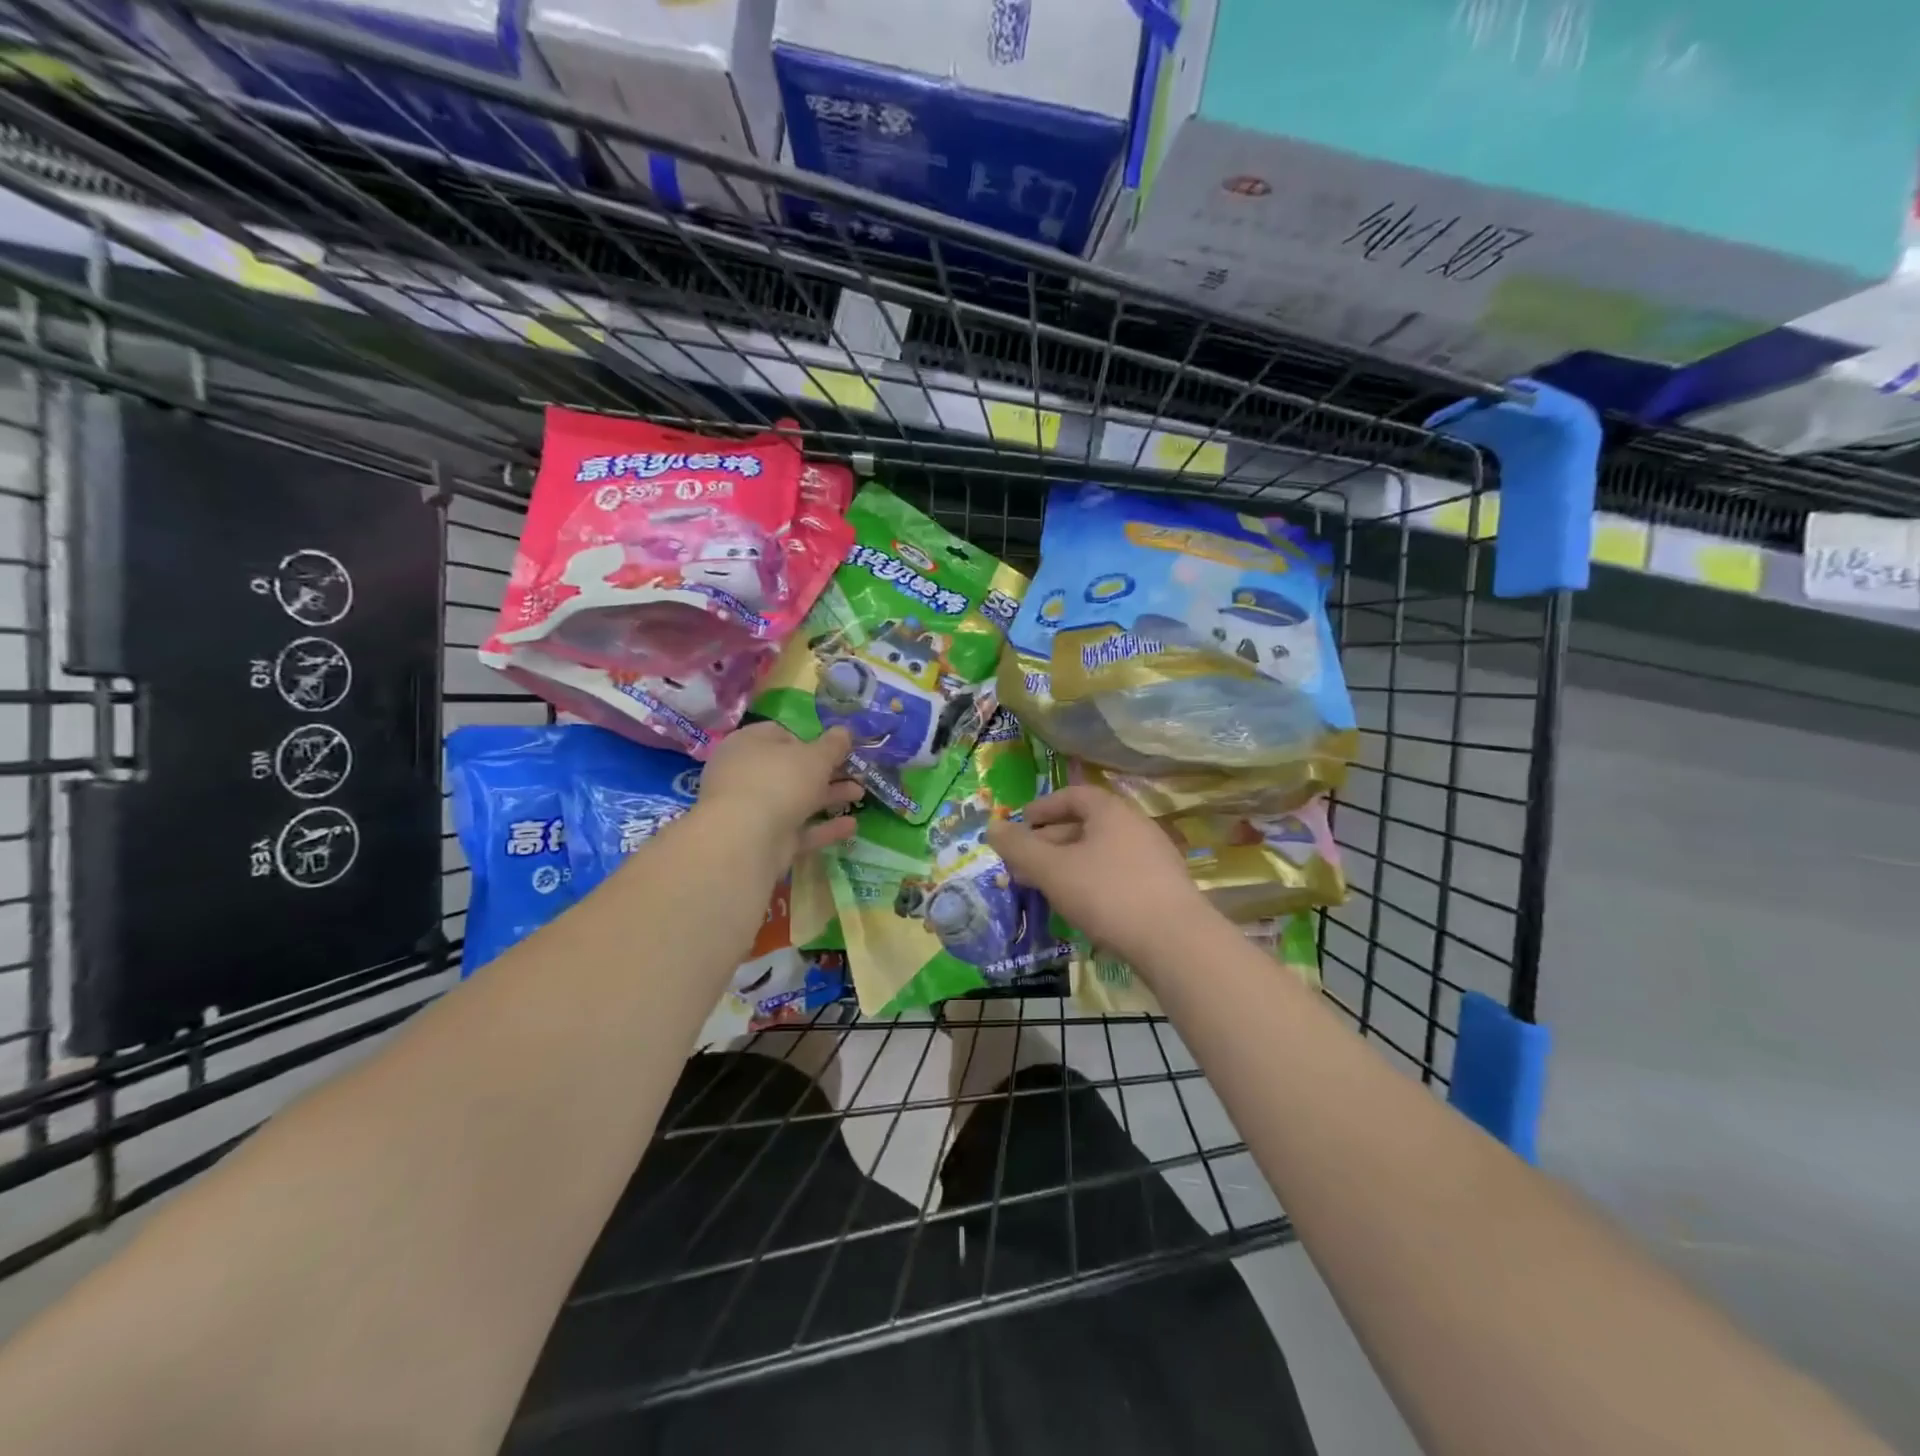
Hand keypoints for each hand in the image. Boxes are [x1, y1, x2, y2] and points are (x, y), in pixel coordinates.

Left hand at [694, 722, 863, 872]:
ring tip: (860, 794)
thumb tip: (844, 731)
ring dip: (829, 797)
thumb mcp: (815, 757)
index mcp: (749, 744)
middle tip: (854, 772)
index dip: (810, 739)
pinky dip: (823, 828)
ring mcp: (753, 810)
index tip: (835, 748)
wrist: (746, 840)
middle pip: (791, 770)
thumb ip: (833, 745)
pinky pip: (798, 830)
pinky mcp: (763, 840)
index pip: (780, 734)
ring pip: (796, 800)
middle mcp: (746, 774)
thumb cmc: (779, 781)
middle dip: (826, 772)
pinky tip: (852, 826)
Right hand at [987, 786, 1208, 965]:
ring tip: (1045, 887)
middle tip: (1023, 864)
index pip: (1072, 795)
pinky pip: (1117, 873)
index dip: (1042, 808)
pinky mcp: (1162, 887)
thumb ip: (1019, 847)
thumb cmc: (1107, 894)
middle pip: (1085, 824)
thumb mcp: (1053, 869)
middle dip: (1049, 842)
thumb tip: (992, 828)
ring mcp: (1153, 856)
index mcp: (1111, 811)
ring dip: (1067, 864)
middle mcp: (1135, 825)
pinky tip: (1079, 906)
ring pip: (1099, 852)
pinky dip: (1091, 880)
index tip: (1020, 825)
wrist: (1176, 942)